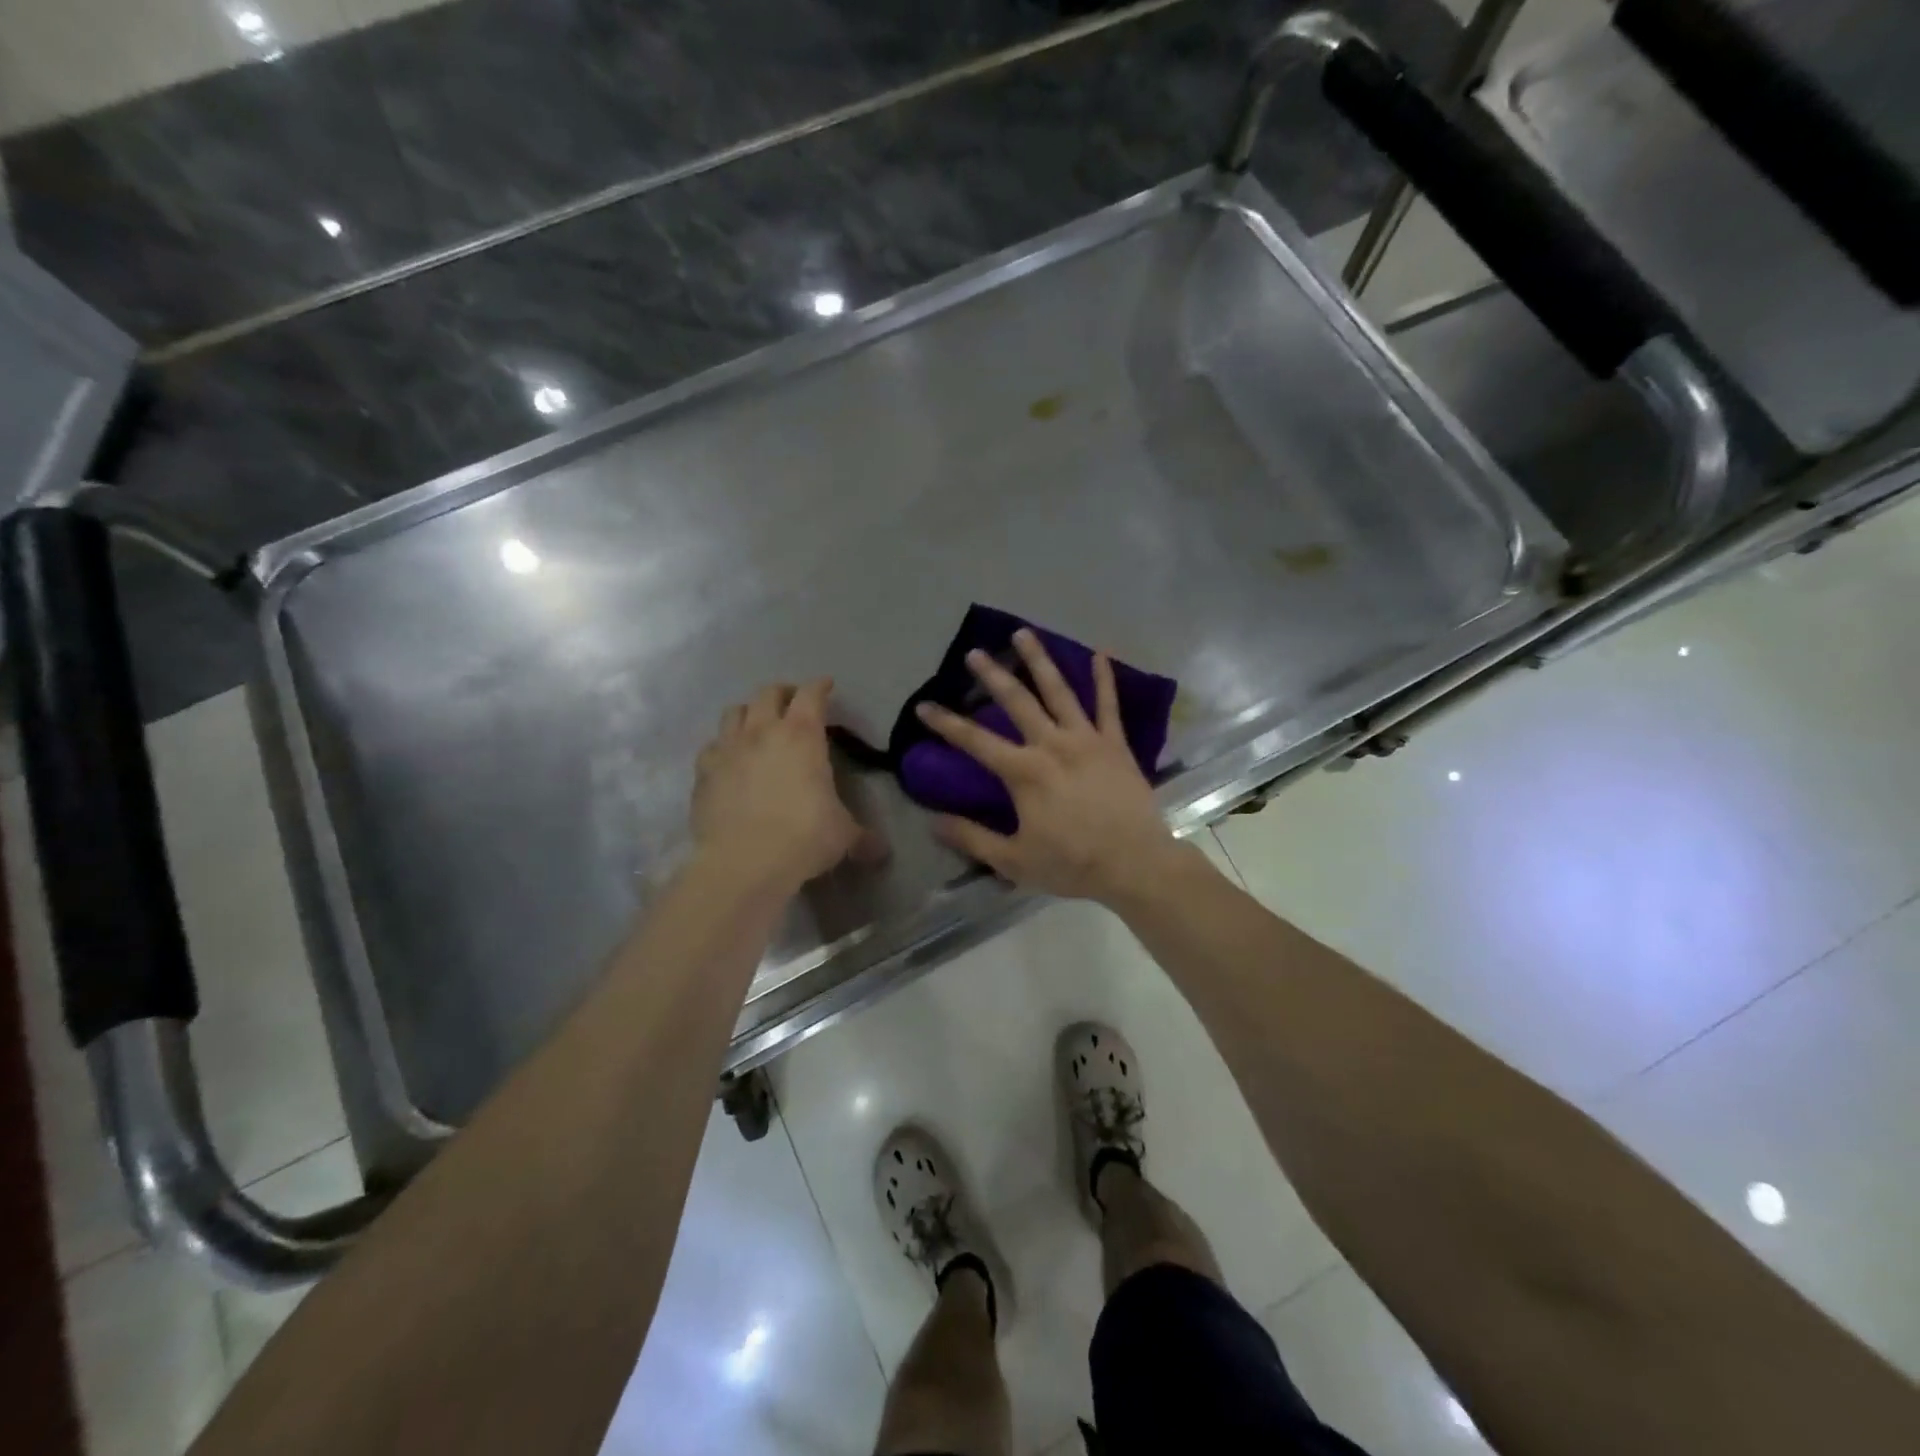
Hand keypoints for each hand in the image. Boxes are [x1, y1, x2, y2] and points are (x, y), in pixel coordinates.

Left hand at [692, 680, 873, 893]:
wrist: (744, 862)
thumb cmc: (804, 837)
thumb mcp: (843, 836)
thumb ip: (861, 837)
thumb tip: (881, 852)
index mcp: (803, 736)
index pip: (812, 695)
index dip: (820, 687)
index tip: (827, 686)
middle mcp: (763, 732)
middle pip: (768, 693)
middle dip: (782, 693)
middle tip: (792, 703)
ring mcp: (728, 749)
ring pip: (734, 712)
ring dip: (748, 712)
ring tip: (757, 725)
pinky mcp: (703, 773)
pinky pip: (711, 747)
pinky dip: (722, 747)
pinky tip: (729, 760)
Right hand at [916, 630, 1182, 903]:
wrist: (1134, 864)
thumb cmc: (1071, 864)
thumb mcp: (1013, 860)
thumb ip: (972, 838)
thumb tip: (932, 821)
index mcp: (1024, 772)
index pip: (975, 741)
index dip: (946, 723)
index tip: (924, 706)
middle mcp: (1052, 745)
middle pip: (1017, 702)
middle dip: (992, 675)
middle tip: (974, 653)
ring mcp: (1087, 740)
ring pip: (1059, 691)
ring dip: (1039, 661)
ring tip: (1023, 634)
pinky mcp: (1116, 744)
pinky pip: (1109, 705)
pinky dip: (1105, 678)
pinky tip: (1100, 652)